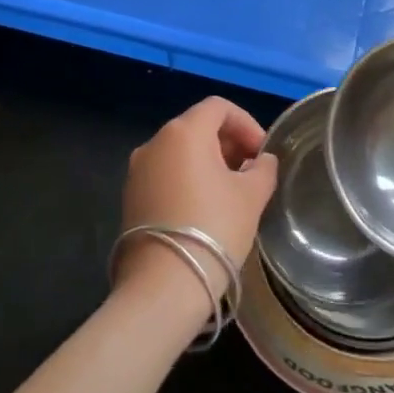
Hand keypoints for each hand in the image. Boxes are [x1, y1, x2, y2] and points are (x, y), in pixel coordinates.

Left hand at [117, 97, 278, 314]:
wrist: (164, 285)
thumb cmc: (215, 228)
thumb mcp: (252, 195)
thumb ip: (263, 169)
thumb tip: (261, 161)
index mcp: (184, 132)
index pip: (219, 107)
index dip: (246, 123)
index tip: (262, 152)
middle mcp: (155, 143)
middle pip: (197, 127)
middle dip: (228, 143)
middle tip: (251, 171)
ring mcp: (137, 171)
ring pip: (180, 152)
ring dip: (208, 162)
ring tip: (231, 191)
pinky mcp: (130, 197)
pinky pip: (165, 174)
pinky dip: (188, 178)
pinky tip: (205, 207)